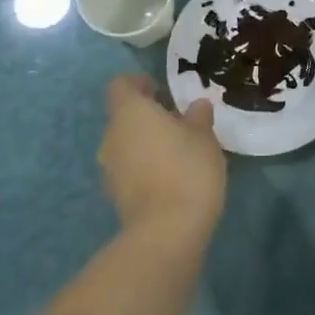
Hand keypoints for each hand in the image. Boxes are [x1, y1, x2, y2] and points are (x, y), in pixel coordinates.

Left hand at [97, 75, 226, 246]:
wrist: (167, 231)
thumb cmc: (187, 168)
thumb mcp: (204, 136)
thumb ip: (198, 116)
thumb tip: (196, 106)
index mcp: (130, 113)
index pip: (121, 85)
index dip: (139, 83)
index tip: (162, 90)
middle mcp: (112, 136)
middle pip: (124, 116)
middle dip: (148, 116)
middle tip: (179, 122)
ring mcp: (110, 169)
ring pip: (126, 144)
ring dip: (146, 143)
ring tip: (178, 152)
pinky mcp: (116, 196)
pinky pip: (129, 169)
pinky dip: (145, 168)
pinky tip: (171, 178)